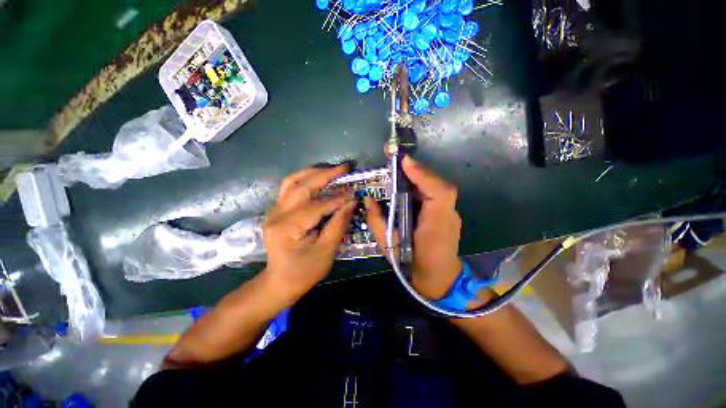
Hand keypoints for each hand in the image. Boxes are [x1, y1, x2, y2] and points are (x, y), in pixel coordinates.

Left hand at [263, 165, 355, 297]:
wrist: (279, 282)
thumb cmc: (303, 272)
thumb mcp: (325, 252)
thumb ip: (338, 224)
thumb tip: (351, 202)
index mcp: (287, 227)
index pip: (316, 205)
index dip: (337, 198)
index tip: (353, 192)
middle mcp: (277, 213)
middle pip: (301, 185)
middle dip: (325, 174)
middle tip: (345, 168)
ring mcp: (274, 210)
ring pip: (292, 181)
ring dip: (313, 172)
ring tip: (332, 170)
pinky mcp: (277, 210)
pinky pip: (290, 187)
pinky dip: (306, 179)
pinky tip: (319, 179)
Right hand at [366, 156, 462, 299]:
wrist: (439, 279)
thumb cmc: (412, 264)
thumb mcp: (389, 246)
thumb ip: (377, 222)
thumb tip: (368, 200)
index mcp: (436, 225)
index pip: (439, 193)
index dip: (422, 175)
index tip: (403, 161)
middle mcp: (448, 214)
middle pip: (437, 184)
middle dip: (415, 169)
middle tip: (394, 157)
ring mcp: (450, 212)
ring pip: (435, 186)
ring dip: (417, 175)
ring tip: (397, 166)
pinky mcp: (447, 213)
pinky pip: (433, 193)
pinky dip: (420, 184)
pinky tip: (406, 182)